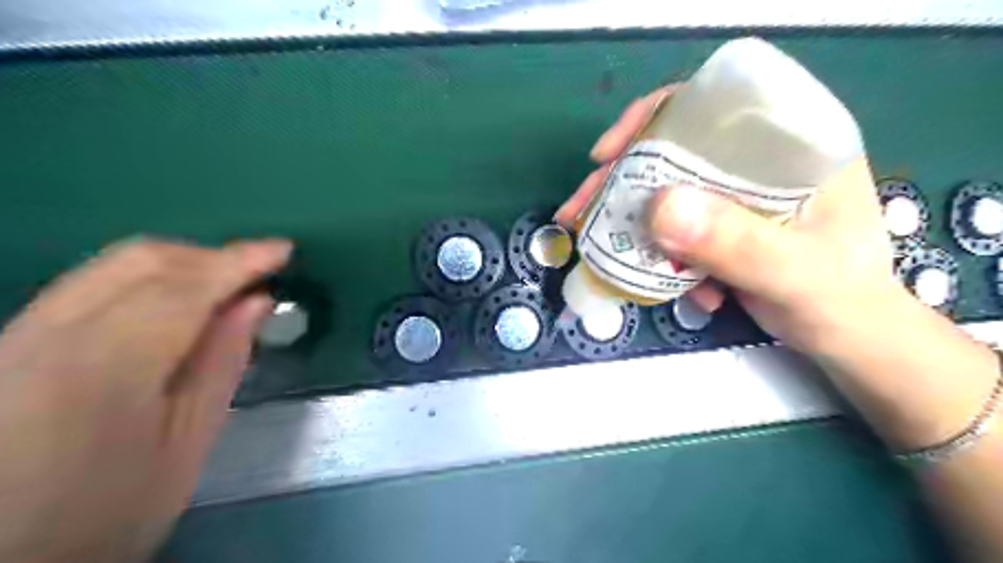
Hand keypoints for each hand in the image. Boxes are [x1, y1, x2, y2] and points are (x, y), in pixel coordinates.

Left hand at [0, 238, 289, 562]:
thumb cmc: (106, 514)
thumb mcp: (186, 447)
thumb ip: (221, 364)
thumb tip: (255, 302)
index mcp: (103, 368)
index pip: (185, 286)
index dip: (240, 260)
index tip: (285, 250)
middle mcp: (45, 335)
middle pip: (141, 260)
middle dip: (210, 255)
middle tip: (257, 273)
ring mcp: (15, 335)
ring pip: (110, 265)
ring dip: (179, 264)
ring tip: (224, 287)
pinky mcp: (6, 343)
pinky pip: (89, 284)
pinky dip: (145, 280)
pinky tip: (173, 304)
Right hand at [556, 85, 900, 355]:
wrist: (845, 336)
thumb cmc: (839, 298)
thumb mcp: (792, 272)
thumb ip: (735, 242)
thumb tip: (656, 208)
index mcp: (790, 144)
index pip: (713, 104)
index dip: (653, 117)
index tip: (607, 155)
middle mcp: (757, 159)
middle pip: (674, 148)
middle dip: (622, 179)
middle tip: (580, 208)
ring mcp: (734, 193)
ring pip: (665, 188)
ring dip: (629, 219)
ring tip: (597, 246)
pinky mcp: (719, 223)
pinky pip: (671, 224)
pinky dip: (655, 249)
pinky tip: (664, 279)